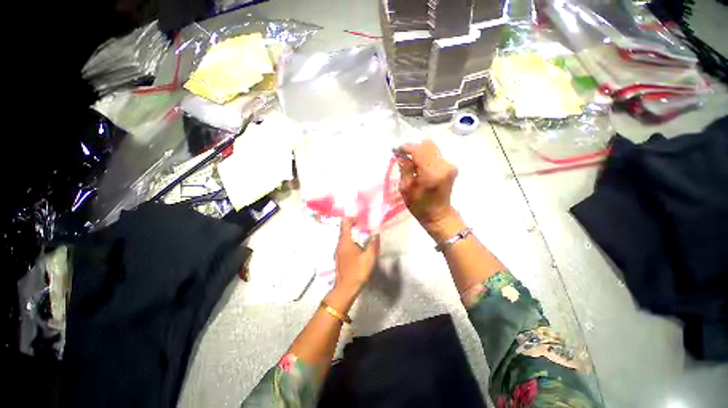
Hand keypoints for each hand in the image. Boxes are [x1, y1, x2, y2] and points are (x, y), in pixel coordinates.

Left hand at [334, 218, 379, 293]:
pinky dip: (351, 239)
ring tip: (362, 231)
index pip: (345, 223)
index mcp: (345, 241)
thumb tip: (376, 233)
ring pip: (344, 236)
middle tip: (363, 221)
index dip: (351, 217)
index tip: (359, 214)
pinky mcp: (340, 256)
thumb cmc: (357, 271)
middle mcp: (340, 243)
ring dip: (352, 232)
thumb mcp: (369, 257)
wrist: (346, 288)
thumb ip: (373, 244)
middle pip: (344, 229)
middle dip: (352, 223)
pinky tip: (358, 244)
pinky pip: (345, 243)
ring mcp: (338, 250)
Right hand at [397, 140, 458, 232]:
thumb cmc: (419, 206)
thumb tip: (400, 154)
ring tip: (412, 164)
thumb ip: (404, 168)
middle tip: (404, 157)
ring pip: (432, 148)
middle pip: (427, 145)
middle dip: (414, 148)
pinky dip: (426, 157)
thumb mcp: (405, 189)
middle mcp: (444, 166)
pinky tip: (420, 167)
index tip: (396, 150)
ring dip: (420, 153)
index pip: (418, 150)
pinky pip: (435, 155)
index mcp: (431, 173)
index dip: (406, 147)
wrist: (438, 215)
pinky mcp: (451, 166)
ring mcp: (450, 165)